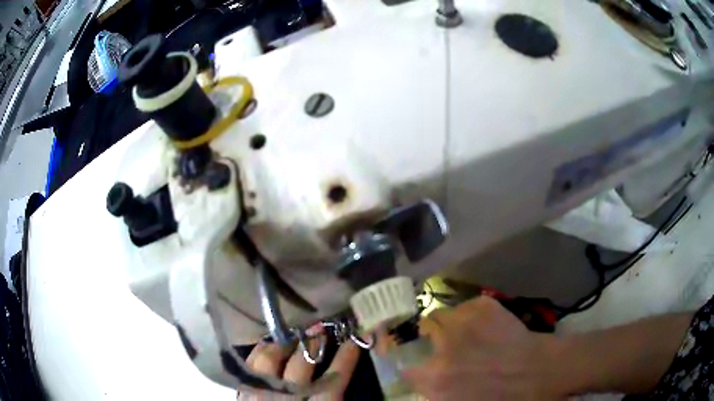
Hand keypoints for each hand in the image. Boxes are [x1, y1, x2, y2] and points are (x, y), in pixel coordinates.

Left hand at [237, 337, 359, 400]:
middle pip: (299, 365)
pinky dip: (259, 351)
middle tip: (321, 328)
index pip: (334, 379)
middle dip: (312, 343)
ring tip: (294, 332)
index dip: (346, 357)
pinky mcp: (244, 392)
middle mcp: (286, 398)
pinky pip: (249, 365)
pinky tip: (267, 344)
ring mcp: (261, 393)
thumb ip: (333, 396)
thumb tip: (342, 378)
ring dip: (283, 342)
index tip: (357, 338)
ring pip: (269, 360)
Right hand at [400, 296, 563, 399]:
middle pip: (423, 329)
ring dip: (448, 322)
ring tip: (464, 330)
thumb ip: (437, 392)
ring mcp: (464, 322)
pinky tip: (484, 324)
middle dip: (431, 336)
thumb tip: (426, 380)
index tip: (421, 365)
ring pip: (441, 313)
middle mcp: (444, 347)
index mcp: (436, 379)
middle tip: (446, 344)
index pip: (407, 367)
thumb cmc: (502, 397)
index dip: (414, 365)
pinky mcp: (483, 306)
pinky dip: (470, 314)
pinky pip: (466, 306)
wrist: (540, 372)